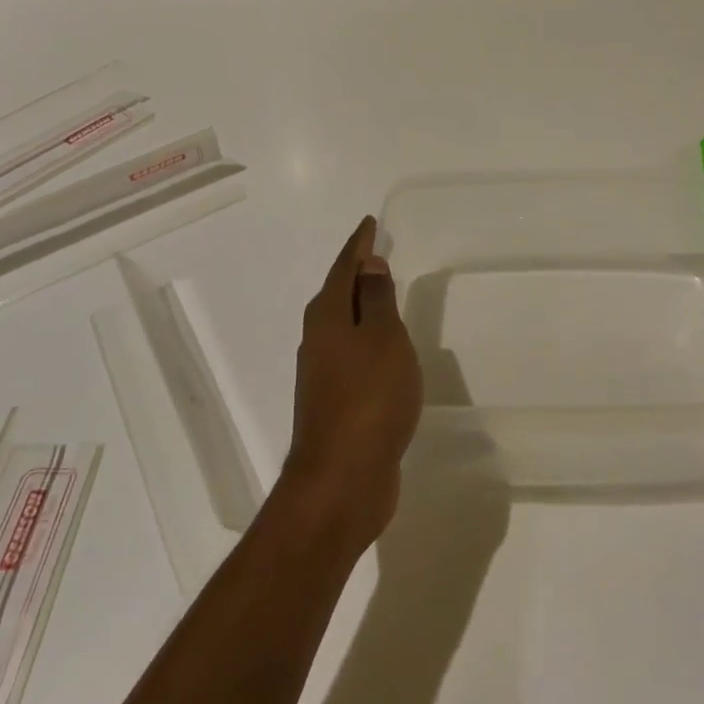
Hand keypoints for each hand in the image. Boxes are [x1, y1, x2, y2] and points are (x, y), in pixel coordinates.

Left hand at [283, 216, 423, 548]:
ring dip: (361, 307)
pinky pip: (353, 355)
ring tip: (383, 293)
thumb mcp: (383, 338)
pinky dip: (368, 340)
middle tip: (377, 252)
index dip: (359, 245)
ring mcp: (323, 374)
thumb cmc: (369, 398)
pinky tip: (384, 349)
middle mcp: (318, 340)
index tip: (370, 223)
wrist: (342, 479)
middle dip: (356, 272)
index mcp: (328, 317)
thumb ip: (376, 300)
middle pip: (337, 294)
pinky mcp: (335, 402)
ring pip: (344, 326)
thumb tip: (368, 265)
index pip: (344, 268)